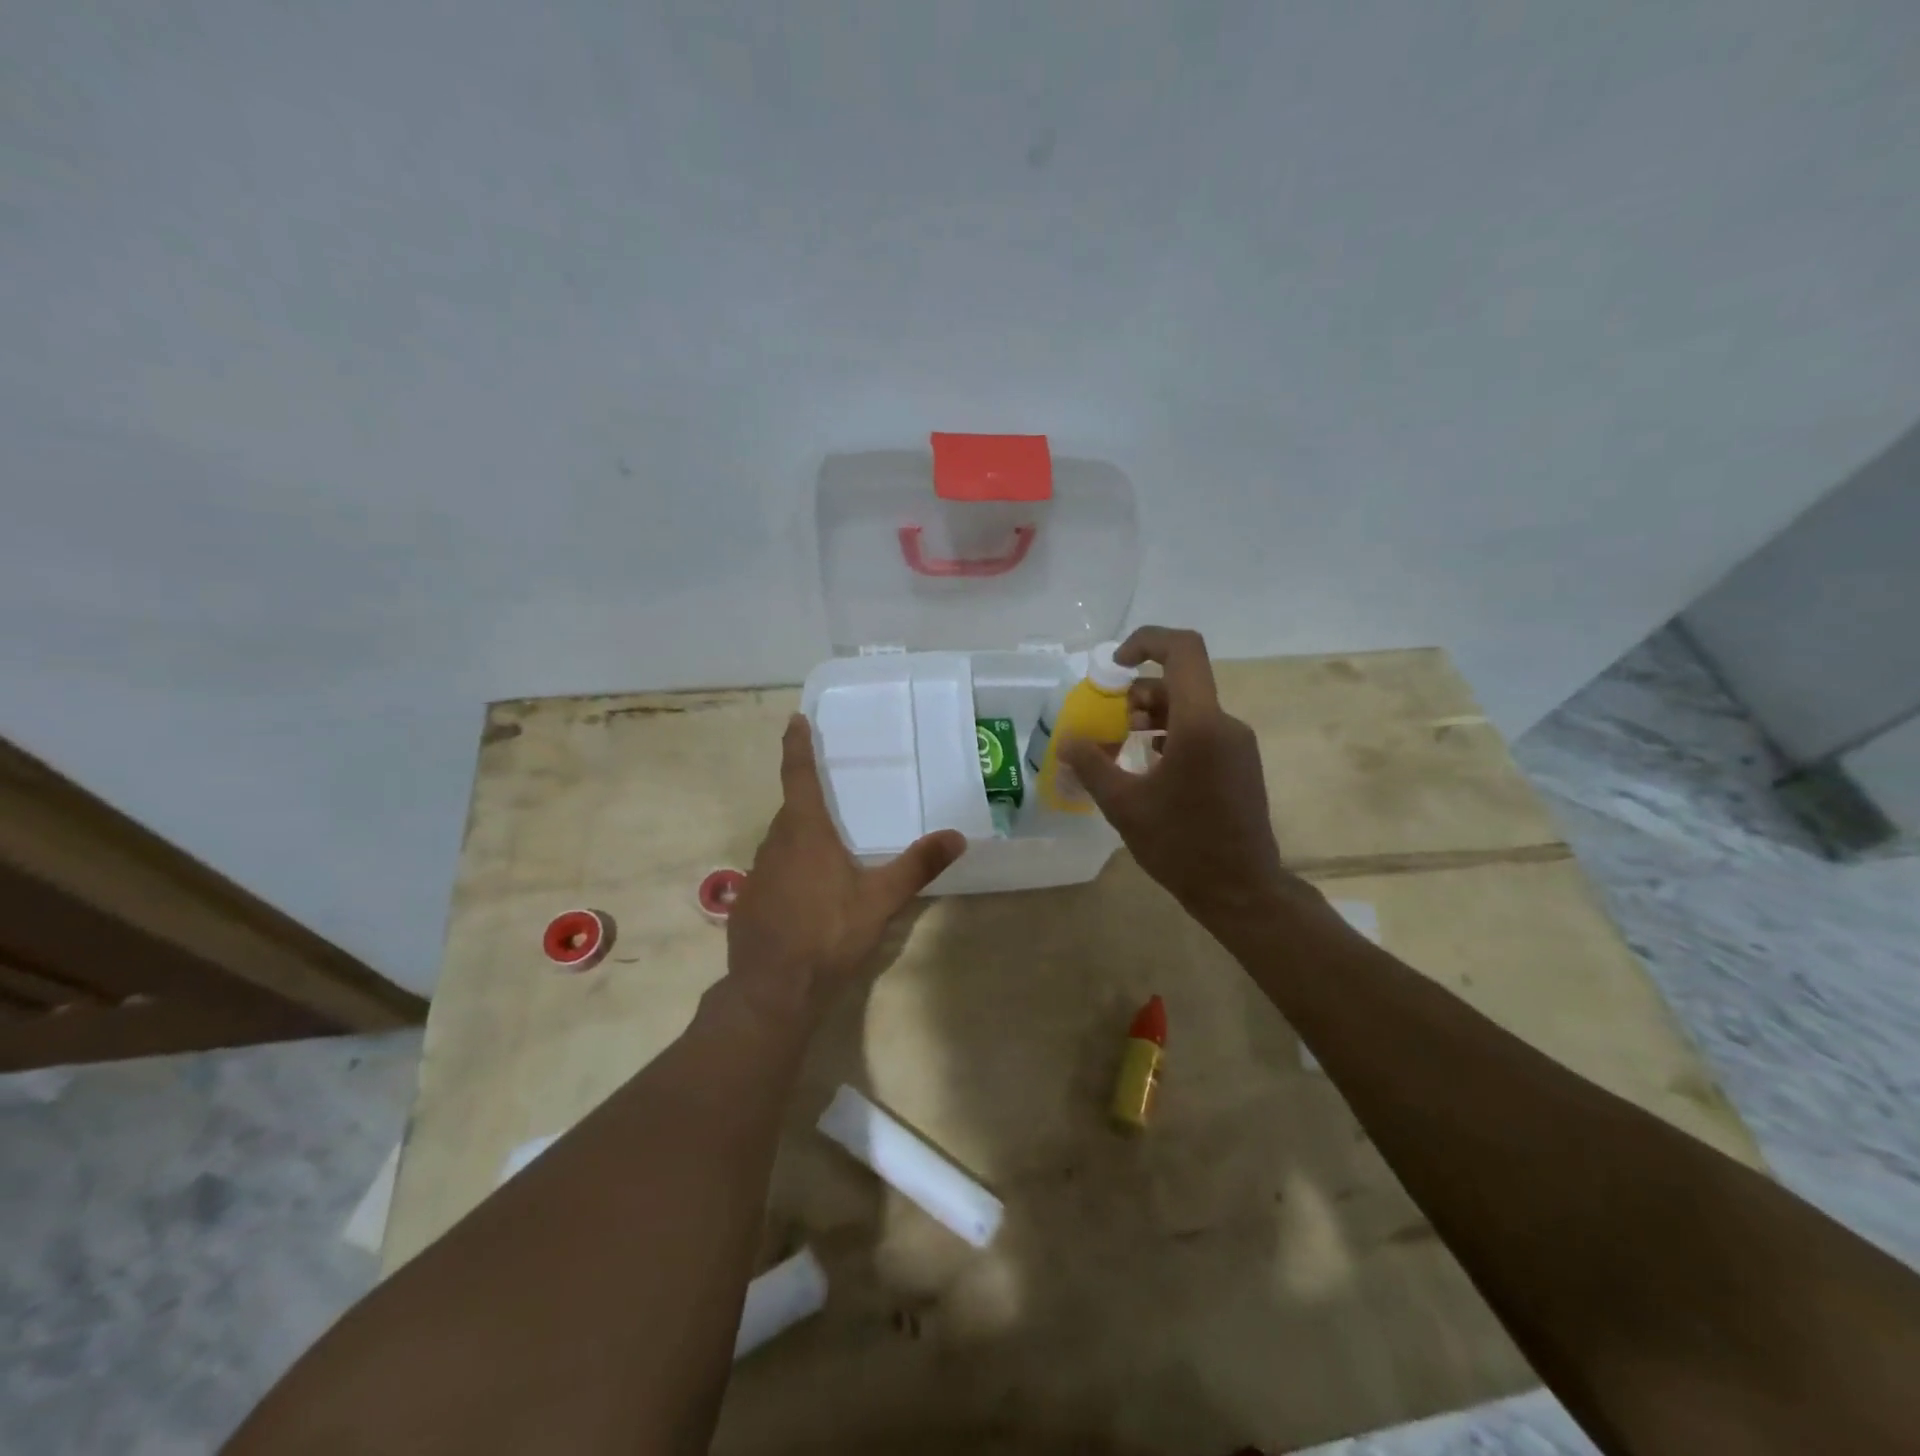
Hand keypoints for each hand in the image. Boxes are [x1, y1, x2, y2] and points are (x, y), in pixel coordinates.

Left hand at [726, 715, 966, 1023]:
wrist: (773, 990)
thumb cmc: (829, 935)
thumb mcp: (881, 900)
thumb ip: (918, 865)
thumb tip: (957, 836)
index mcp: (805, 832)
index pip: (798, 776)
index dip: (796, 746)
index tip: (794, 719)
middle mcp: (775, 844)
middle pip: (792, 812)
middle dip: (809, 803)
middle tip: (833, 803)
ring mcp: (756, 874)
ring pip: (781, 844)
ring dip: (800, 841)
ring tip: (827, 857)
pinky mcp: (747, 903)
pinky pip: (772, 874)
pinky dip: (789, 873)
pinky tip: (806, 899)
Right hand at [1060, 627, 1299, 921]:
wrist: (1240, 890)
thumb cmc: (1181, 845)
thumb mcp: (1123, 805)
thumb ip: (1091, 764)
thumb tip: (1068, 738)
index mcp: (1200, 724)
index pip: (1182, 650)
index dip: (1146, 641)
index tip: (1114, 666)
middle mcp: (1225, 724)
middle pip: (1179, 682)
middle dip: (1137, 692)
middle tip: (1108, 724)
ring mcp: (1237, 744)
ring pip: (1188, 708)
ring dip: (1151, 716)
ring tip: (1121, 747)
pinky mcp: (1239, 763)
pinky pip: (1200, 731)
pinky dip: (1169, 735)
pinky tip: (1148, 765)